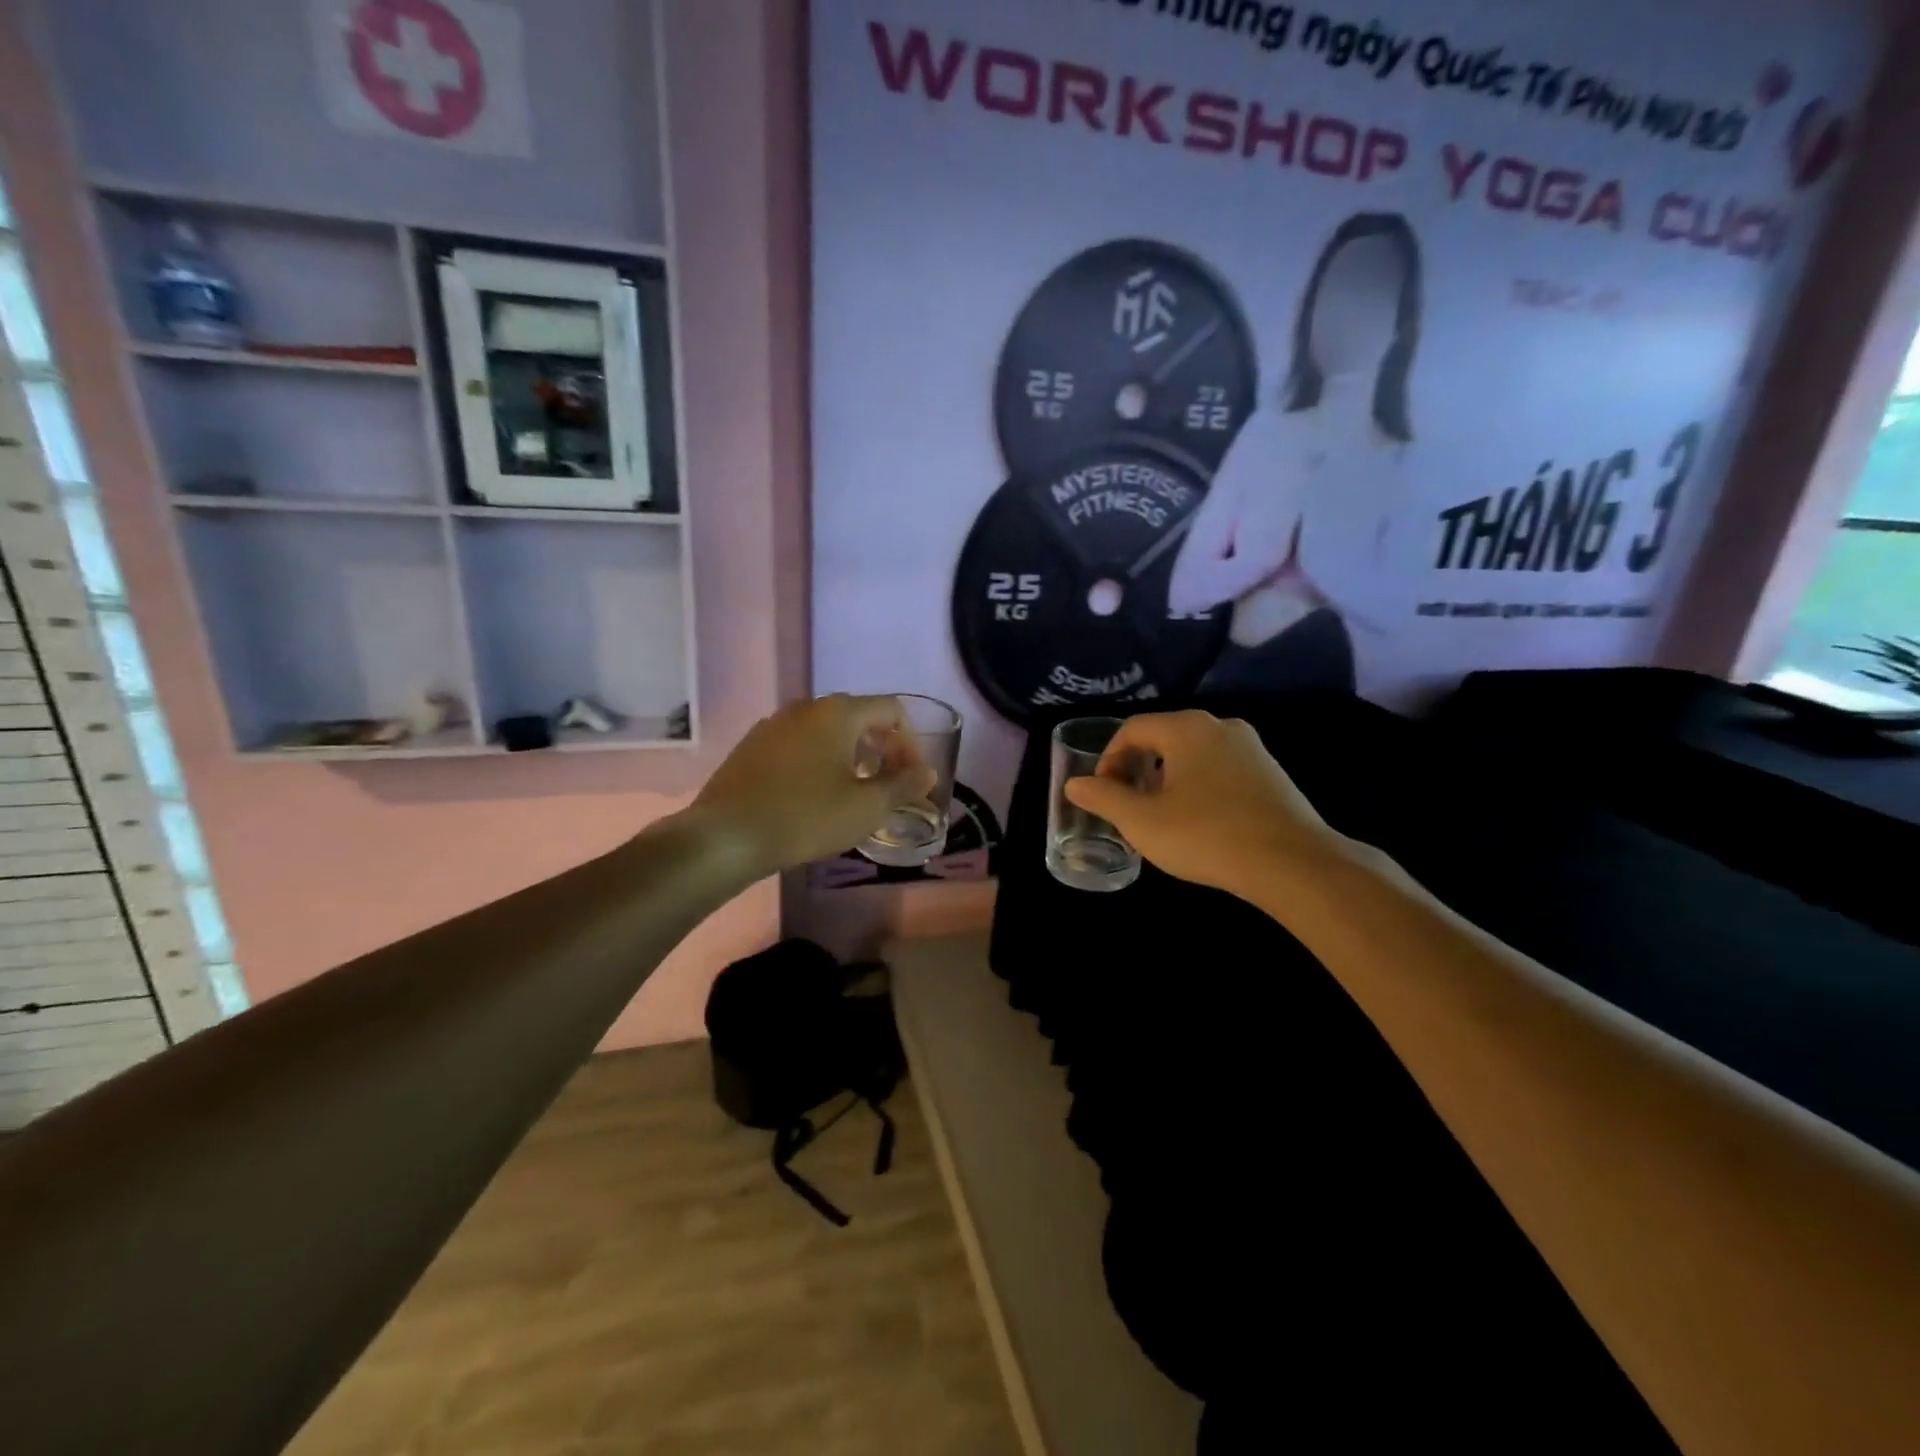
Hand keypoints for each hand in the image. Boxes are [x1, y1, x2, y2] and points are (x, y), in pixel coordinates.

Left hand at [688, 695, 937, 874]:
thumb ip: (903, 786)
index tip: (912, 777)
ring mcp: (773, 724)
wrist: (726, 836)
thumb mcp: (866, 807)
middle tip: (888, 785)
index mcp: (838, 712)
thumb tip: (927, 772)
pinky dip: (818, 761)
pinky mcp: (752, 746)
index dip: (911, 742)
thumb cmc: (806, 817)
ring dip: (850, 755)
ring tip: (854, 791)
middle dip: (882, 748)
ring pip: (826, 731)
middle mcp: (805, 707)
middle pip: (858, 717)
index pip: (891, 710)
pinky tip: (813, 795)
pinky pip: (798, 744)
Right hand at [1063, 710, 1345, 900]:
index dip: (1108, 758)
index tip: (1102, 793)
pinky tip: (1200, 822)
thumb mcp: (1142, 821)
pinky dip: (1199, 786)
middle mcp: (1220, 726)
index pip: (1132, 729)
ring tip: (1160, 816)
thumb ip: (1104, 798)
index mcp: (1186, 728)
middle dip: (1137, 768)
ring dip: (1167, 778)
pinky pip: (1221, 769)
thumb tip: (1075, 784)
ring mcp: (1252, 748)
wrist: (1293, 864)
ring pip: (1193, 754)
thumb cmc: (1206, 835)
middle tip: (1127, 804)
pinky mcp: (1272, 773)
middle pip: (1164, 738)